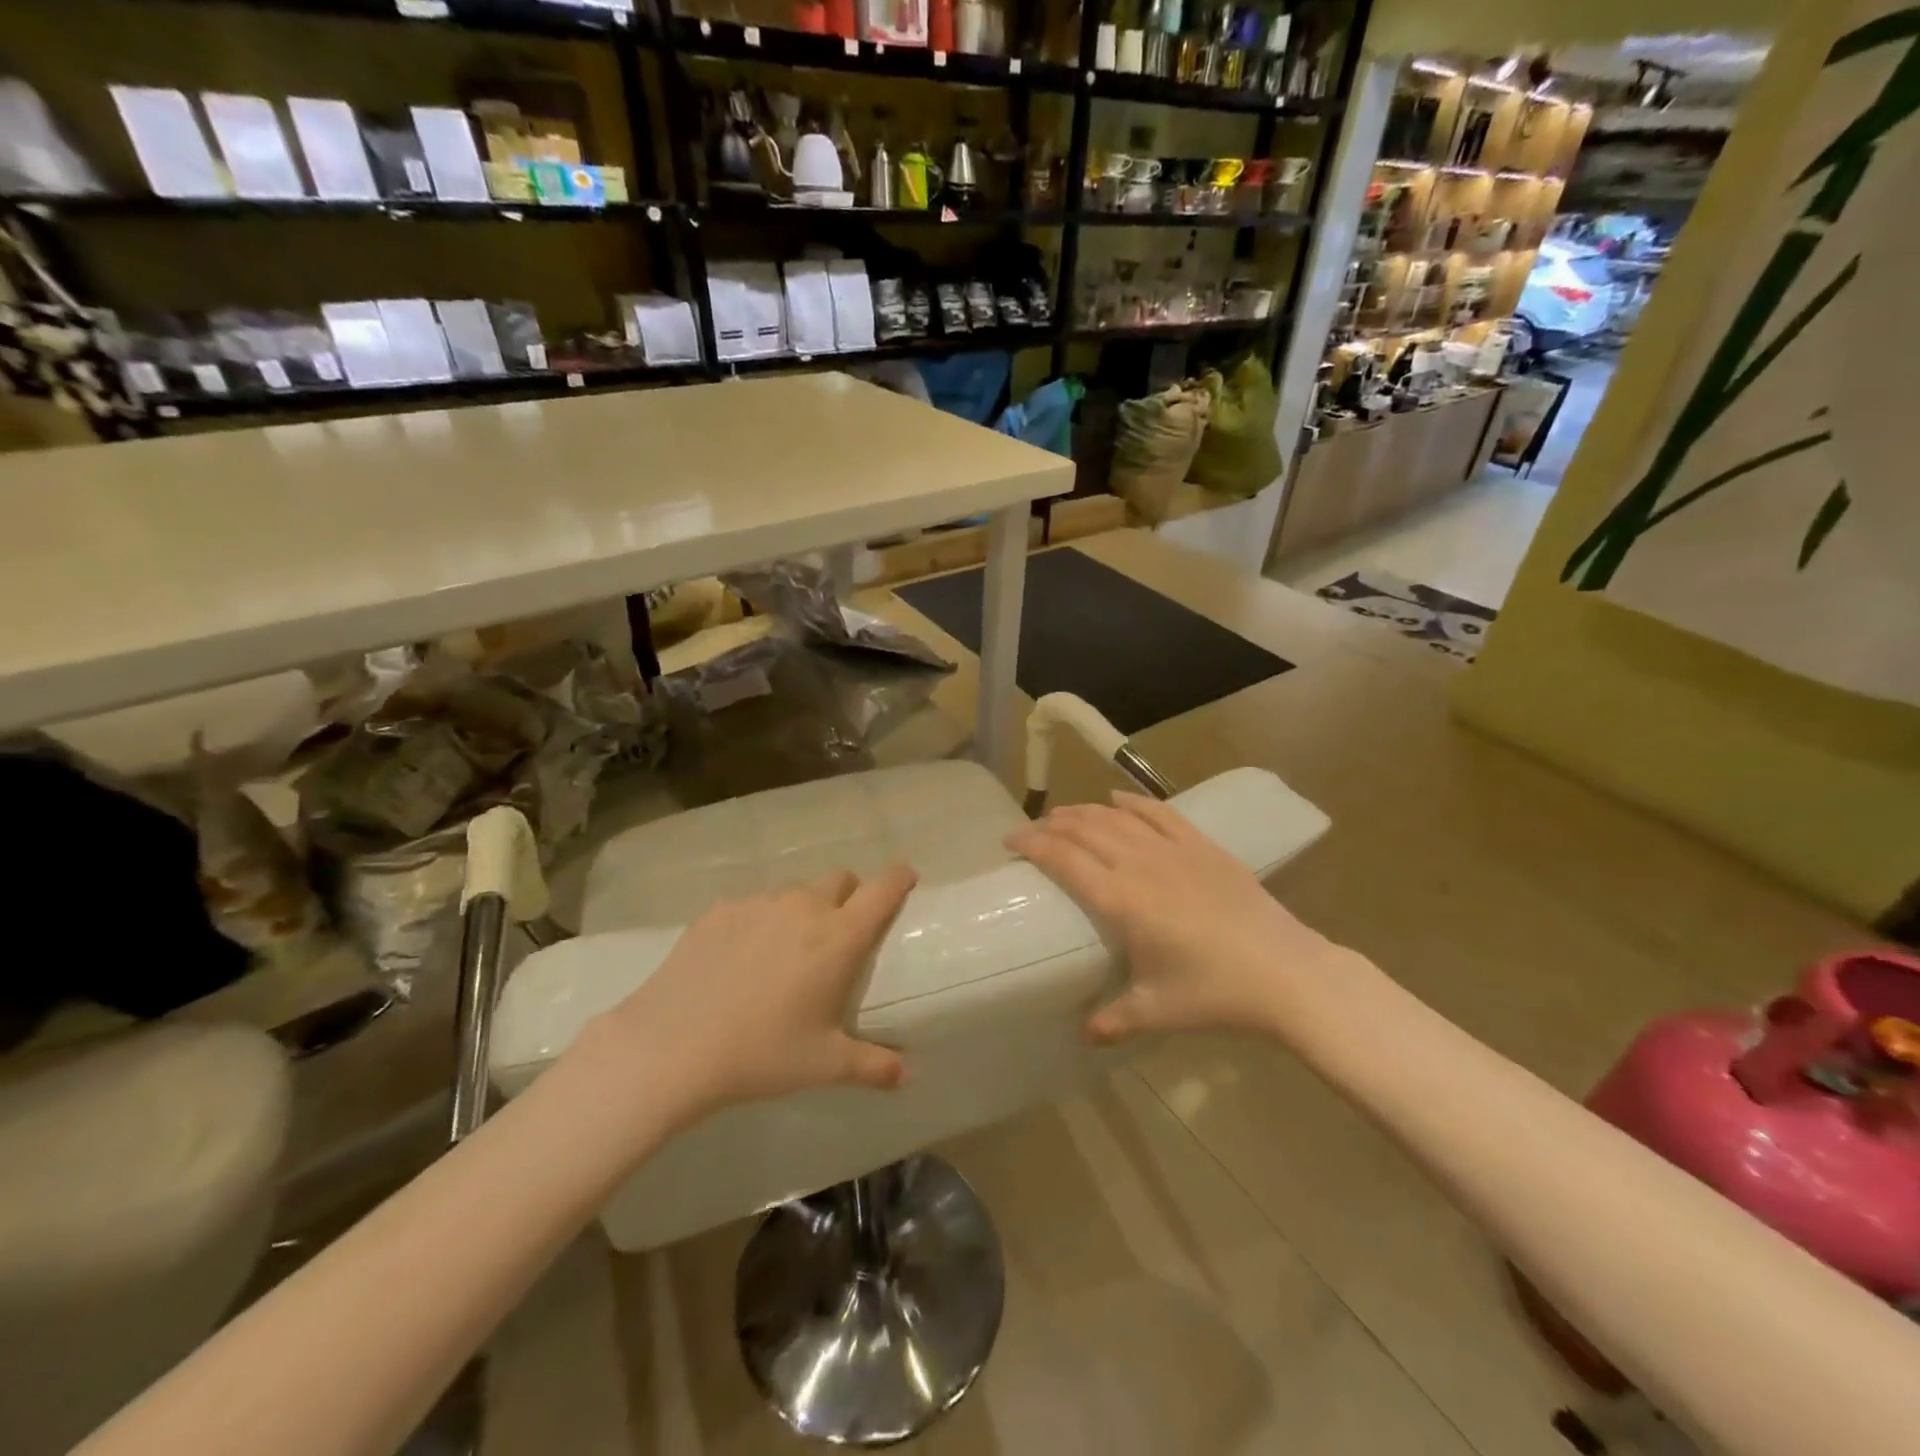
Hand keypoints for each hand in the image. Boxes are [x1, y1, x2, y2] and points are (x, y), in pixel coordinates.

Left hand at [573, 865, 917, 1130]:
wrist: (672, 1046)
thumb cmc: (762, 1054)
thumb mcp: (824, 1065)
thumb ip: (873, 1066)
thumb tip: (908, 1077)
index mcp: (839, 936)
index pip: (883, 888)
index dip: (899, 878)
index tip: (905, 879)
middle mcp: (805, 906)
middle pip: (840, 879)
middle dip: (848, 896)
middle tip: (837, 935)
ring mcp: (760, 902)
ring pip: (795, 891)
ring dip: (803, 910)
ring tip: (784, 953)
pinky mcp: (720, 909)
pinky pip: (754, 904)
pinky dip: (760, 921)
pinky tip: (740, 959)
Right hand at [1007, 795, 1351, 1044]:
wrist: (1286, 974)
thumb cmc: (1215, 993)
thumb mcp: (1157, 1010)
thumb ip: (1114, 1018)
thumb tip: (1084, 1034)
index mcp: (1121, 900)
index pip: (1063, 858)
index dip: (1031, 844)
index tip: (1010, 841)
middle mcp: (1140, 864)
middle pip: (1084, 830)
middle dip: (1051, 825)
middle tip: (1032, 830)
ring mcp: (1173, 849)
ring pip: (1116, 816)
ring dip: (1084, 811)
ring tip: (1064, 814)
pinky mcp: (1203, 846)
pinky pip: (1160, 812)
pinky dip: (1133, 801)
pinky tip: (1117, 798)